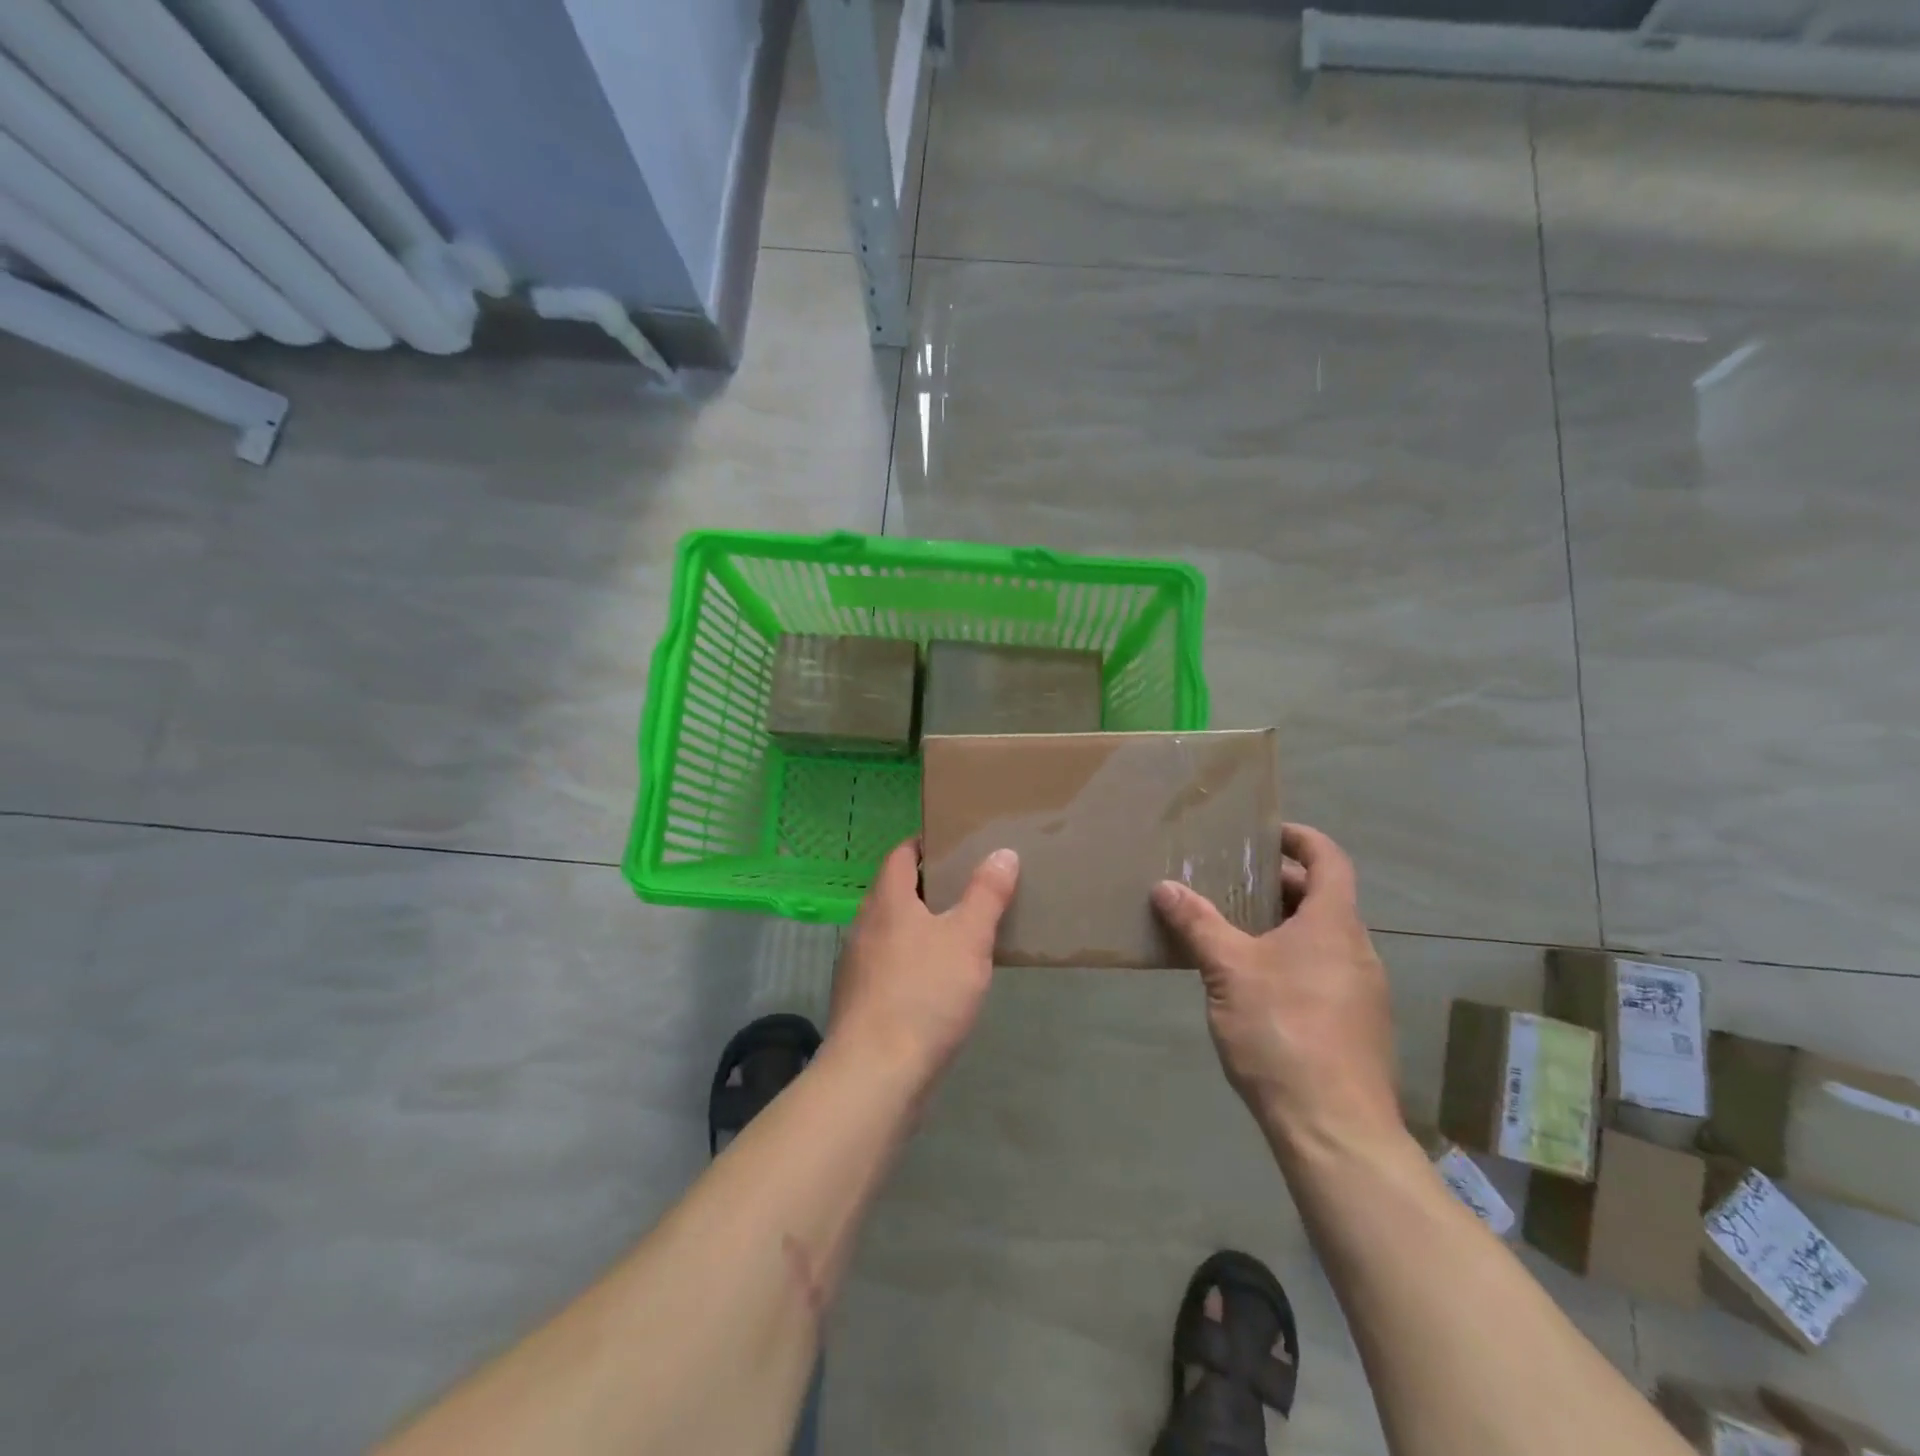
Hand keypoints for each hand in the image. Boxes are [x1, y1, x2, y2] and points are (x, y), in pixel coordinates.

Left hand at [829, 840, 1019, 1092]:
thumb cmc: (924, 994)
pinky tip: (935, 981)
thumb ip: (986, 894)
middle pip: (894, 891)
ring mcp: (857, 965)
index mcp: (887, 901)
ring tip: (956, 932)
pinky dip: (910, 960)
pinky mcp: (859, 1001)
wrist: (875, 1074)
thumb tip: (1002, 852)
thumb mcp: (968, 939)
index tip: (953, 844)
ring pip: (890, 930)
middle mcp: (864, 925)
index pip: (900, 855)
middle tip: (966, 886)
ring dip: (918, 925)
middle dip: (926, 886)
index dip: (923, 844)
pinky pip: (888, 964)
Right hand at [1151, 824, 1400, 1157]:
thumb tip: (1165, 887)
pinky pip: (1324, 972)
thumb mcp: (1227, 971)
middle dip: (1280, 884)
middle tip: (1233, 881)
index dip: (1301, 839)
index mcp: (1334, 925)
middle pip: (1324, 898)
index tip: (1267, 833)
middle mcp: (1357, 950)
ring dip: (1284, 924)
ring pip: (1323, 939)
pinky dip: (1293, 959)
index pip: (1329, 860)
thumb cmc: (1283, 1031)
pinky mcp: (1357, 1026)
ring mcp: (1362, 991)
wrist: (1335, 1129)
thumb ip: (1197, 924)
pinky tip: (1255, 984)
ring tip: (1235, 929)